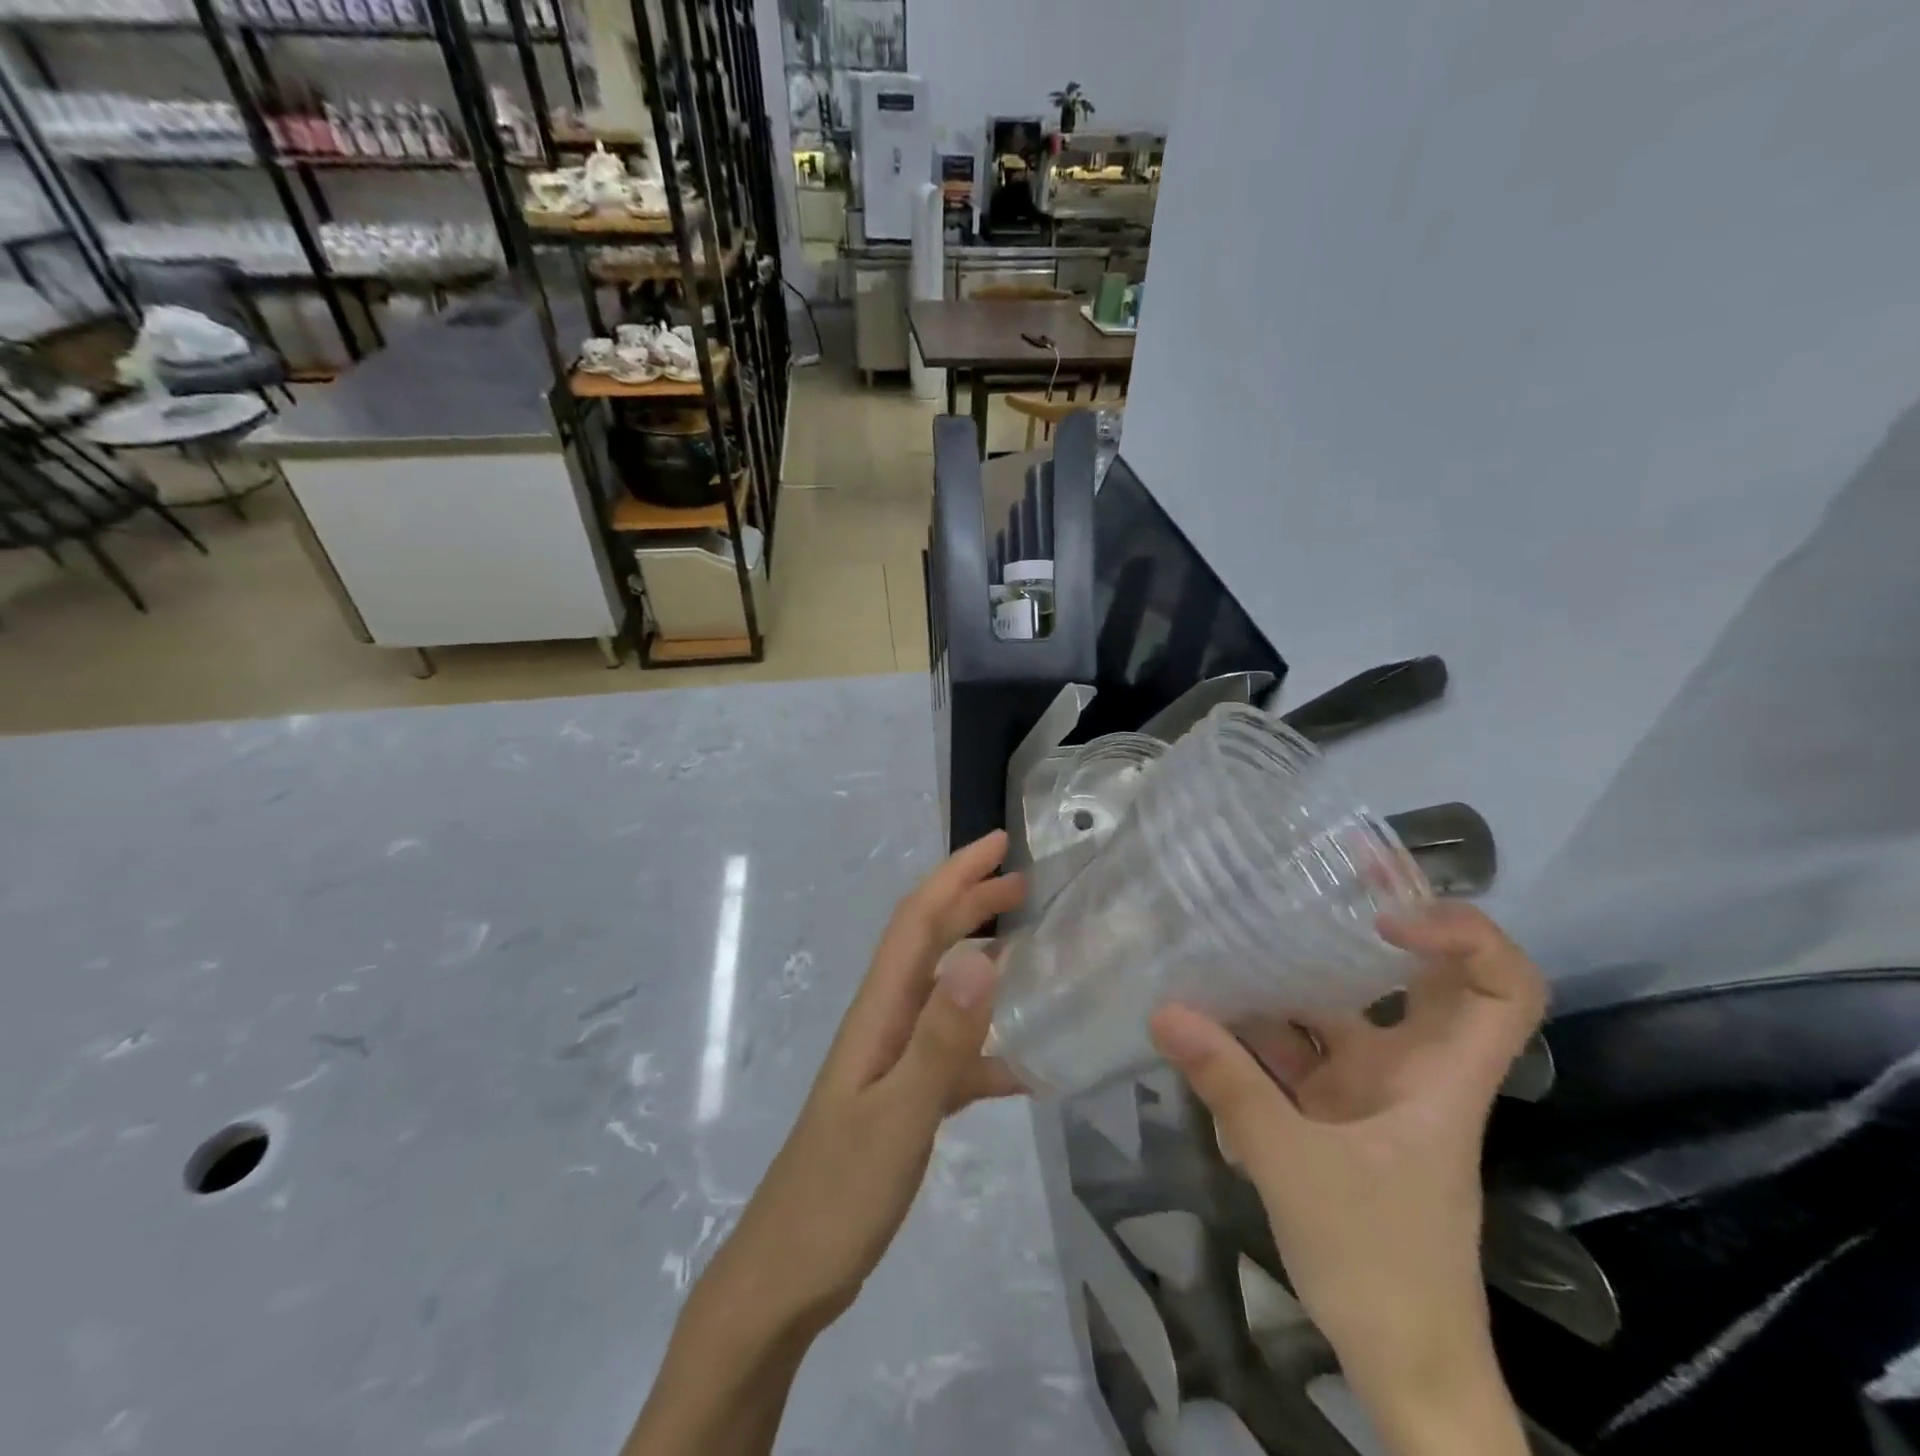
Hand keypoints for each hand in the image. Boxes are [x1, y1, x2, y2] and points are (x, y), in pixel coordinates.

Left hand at [699, 831, 1025, 1335]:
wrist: (785, 1279)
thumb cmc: (837, 1195)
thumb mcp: (899, 1117)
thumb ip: (941, 1041)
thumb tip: (981, 958)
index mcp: (878, 1013)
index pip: (917, 922)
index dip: (955, 876)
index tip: (998, 845)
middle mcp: (883, 1024)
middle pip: (927, 943)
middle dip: (970, 903)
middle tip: (1024, 885)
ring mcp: (891, 1063)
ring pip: (942, 992)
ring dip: (981, 961)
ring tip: (1032, 952)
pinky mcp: (901, 1101)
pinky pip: (952, 1054)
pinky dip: (988, 1045)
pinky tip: (1028, 1065)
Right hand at [1149, 902, 1545, 1455]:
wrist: (1402, 1367)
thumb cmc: (1379, 1264)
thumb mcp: (1292, 1167)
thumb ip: (1228, 1085)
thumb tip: (1163, 1011)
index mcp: (1440, 1078)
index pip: (1502, 986)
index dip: (1460, 932)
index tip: (1382, 912)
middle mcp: (1412, 1070)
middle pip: (1417, 979)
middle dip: (1372, 921)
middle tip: (1315, 871)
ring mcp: (1372, 1092)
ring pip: (1339, 1013)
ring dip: (1289, 979)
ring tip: (1233, 929)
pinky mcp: (1335, 1115)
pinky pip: (1298, 1054)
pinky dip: (1257, 1034)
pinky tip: (1207, 1014)